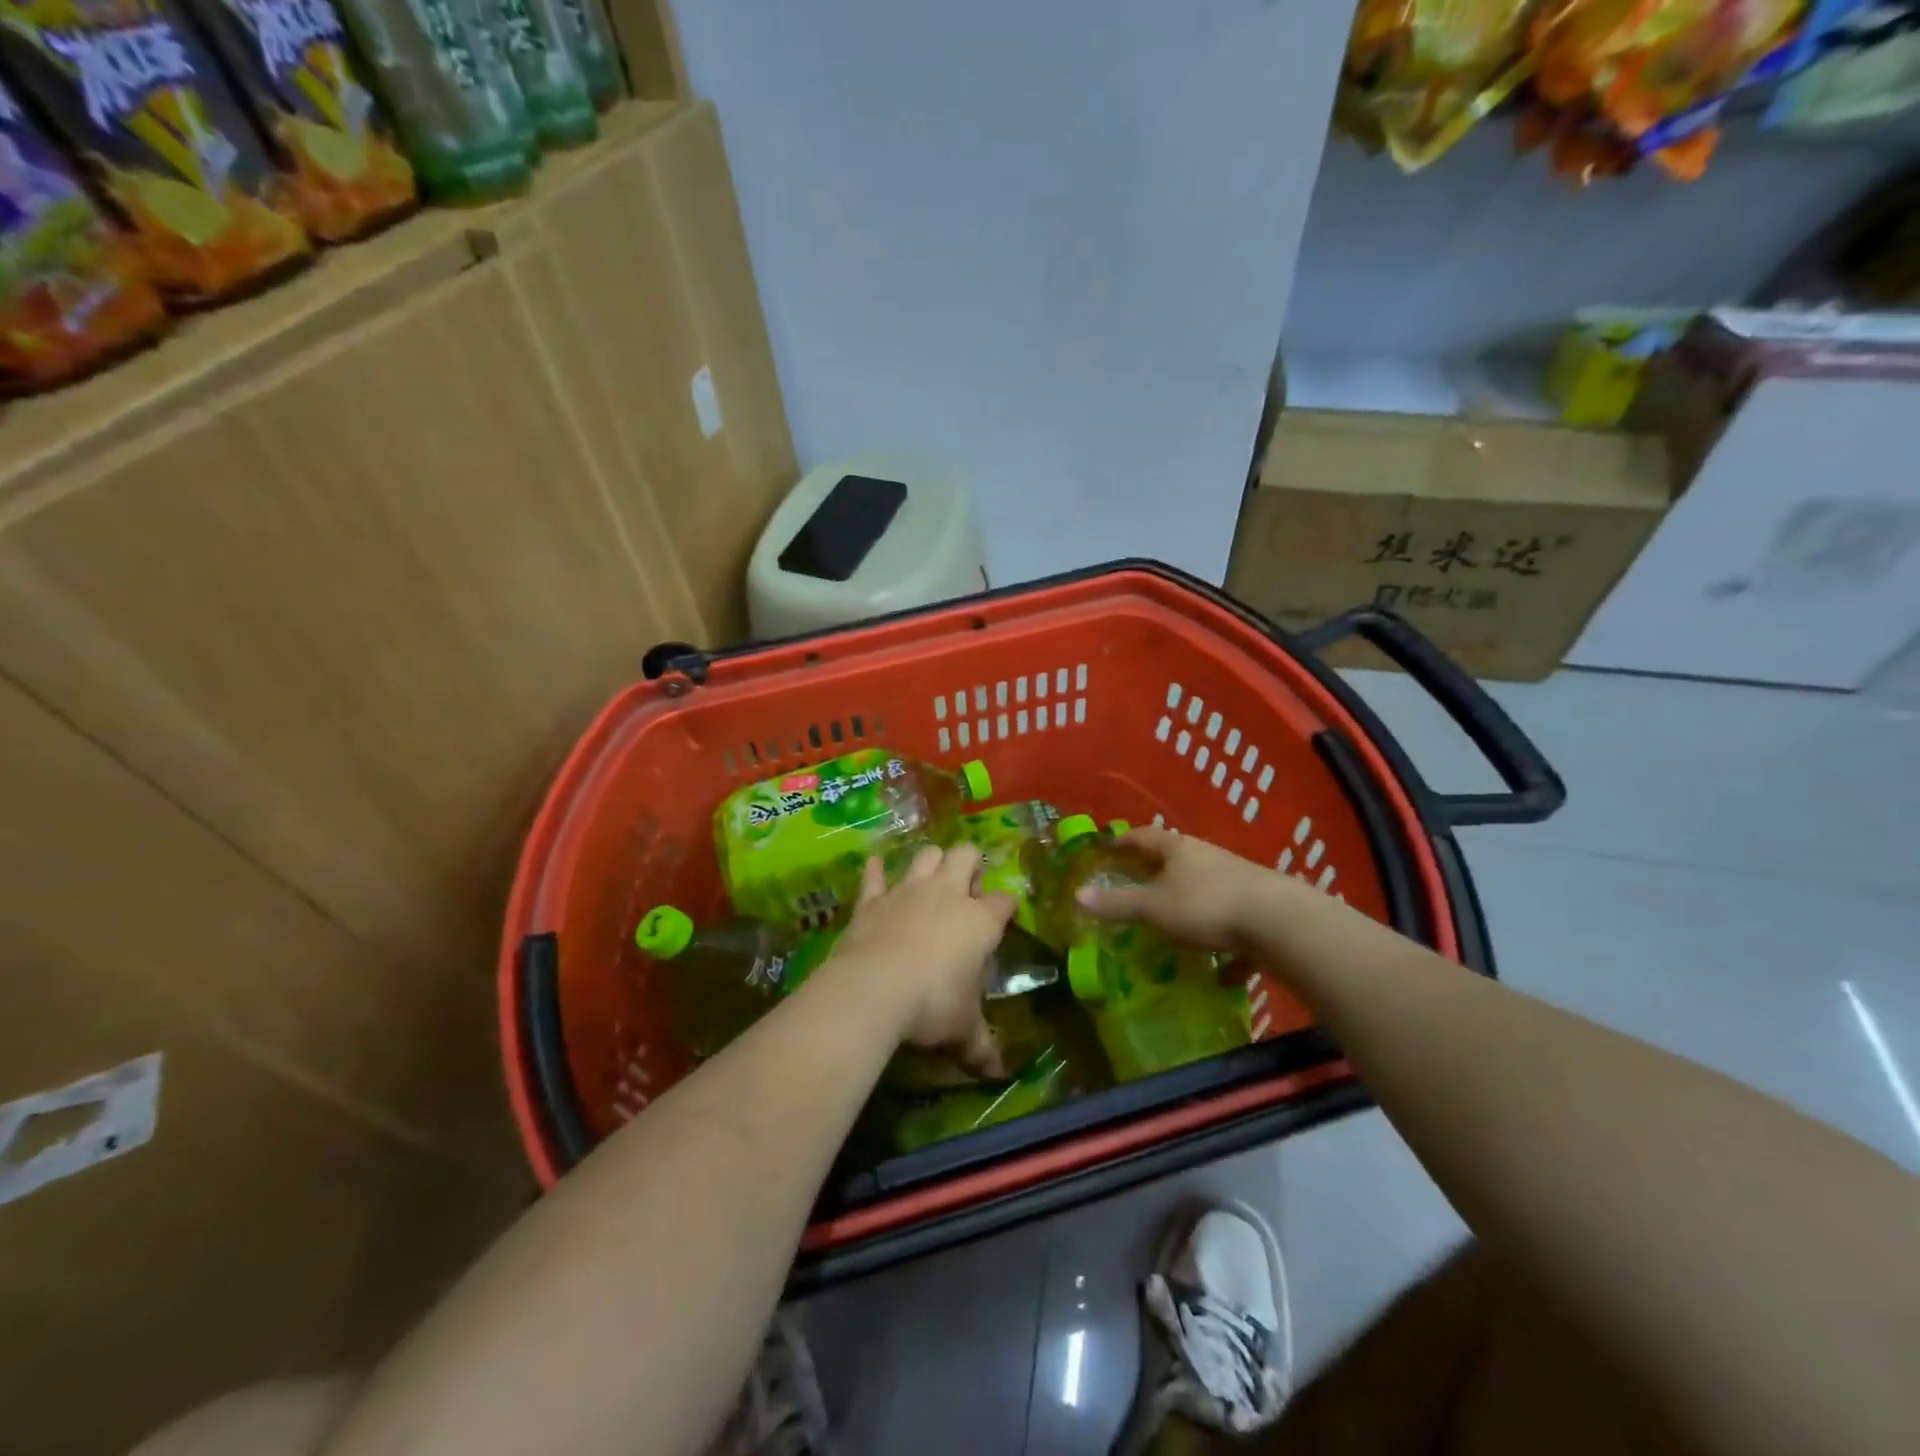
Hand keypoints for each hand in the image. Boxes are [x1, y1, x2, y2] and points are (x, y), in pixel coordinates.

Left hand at [826, 844, 1015, 1077]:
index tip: (1005, 918)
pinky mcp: (872, 899)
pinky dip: (875, 870)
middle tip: (967, 893)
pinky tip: (875, 867)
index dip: (1007, 907)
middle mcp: (947, 894)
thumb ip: (981, 1047)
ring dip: (931, 862)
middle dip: (970, 865)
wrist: (874, 989)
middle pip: (965, 855)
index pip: (1004, 901)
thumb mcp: (963, 1031)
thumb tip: (997, 1073)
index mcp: (979, 921)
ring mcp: (907, 891)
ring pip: (926, 855)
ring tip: (931, 880)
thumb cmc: (932, 1006)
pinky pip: (874, 875)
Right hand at [1073, 825, 1279, 951]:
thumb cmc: (1206, 906)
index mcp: (1179, 850)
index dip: (1125, 841)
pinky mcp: (1260, 909)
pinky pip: (1233, 924)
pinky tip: (1221, 972)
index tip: (1109, 847)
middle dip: (1156, 871)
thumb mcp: (1154, 907)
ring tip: (1173, 924)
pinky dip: (1224, 944)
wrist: (1280, 924)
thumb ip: (1117, 903)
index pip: (1145, 836)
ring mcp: (1237, 881)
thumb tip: (1077, 896)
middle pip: (1176, 859)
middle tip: (1135, 883)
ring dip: (1188, 903)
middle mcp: (1208, 858)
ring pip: (1205, 889)